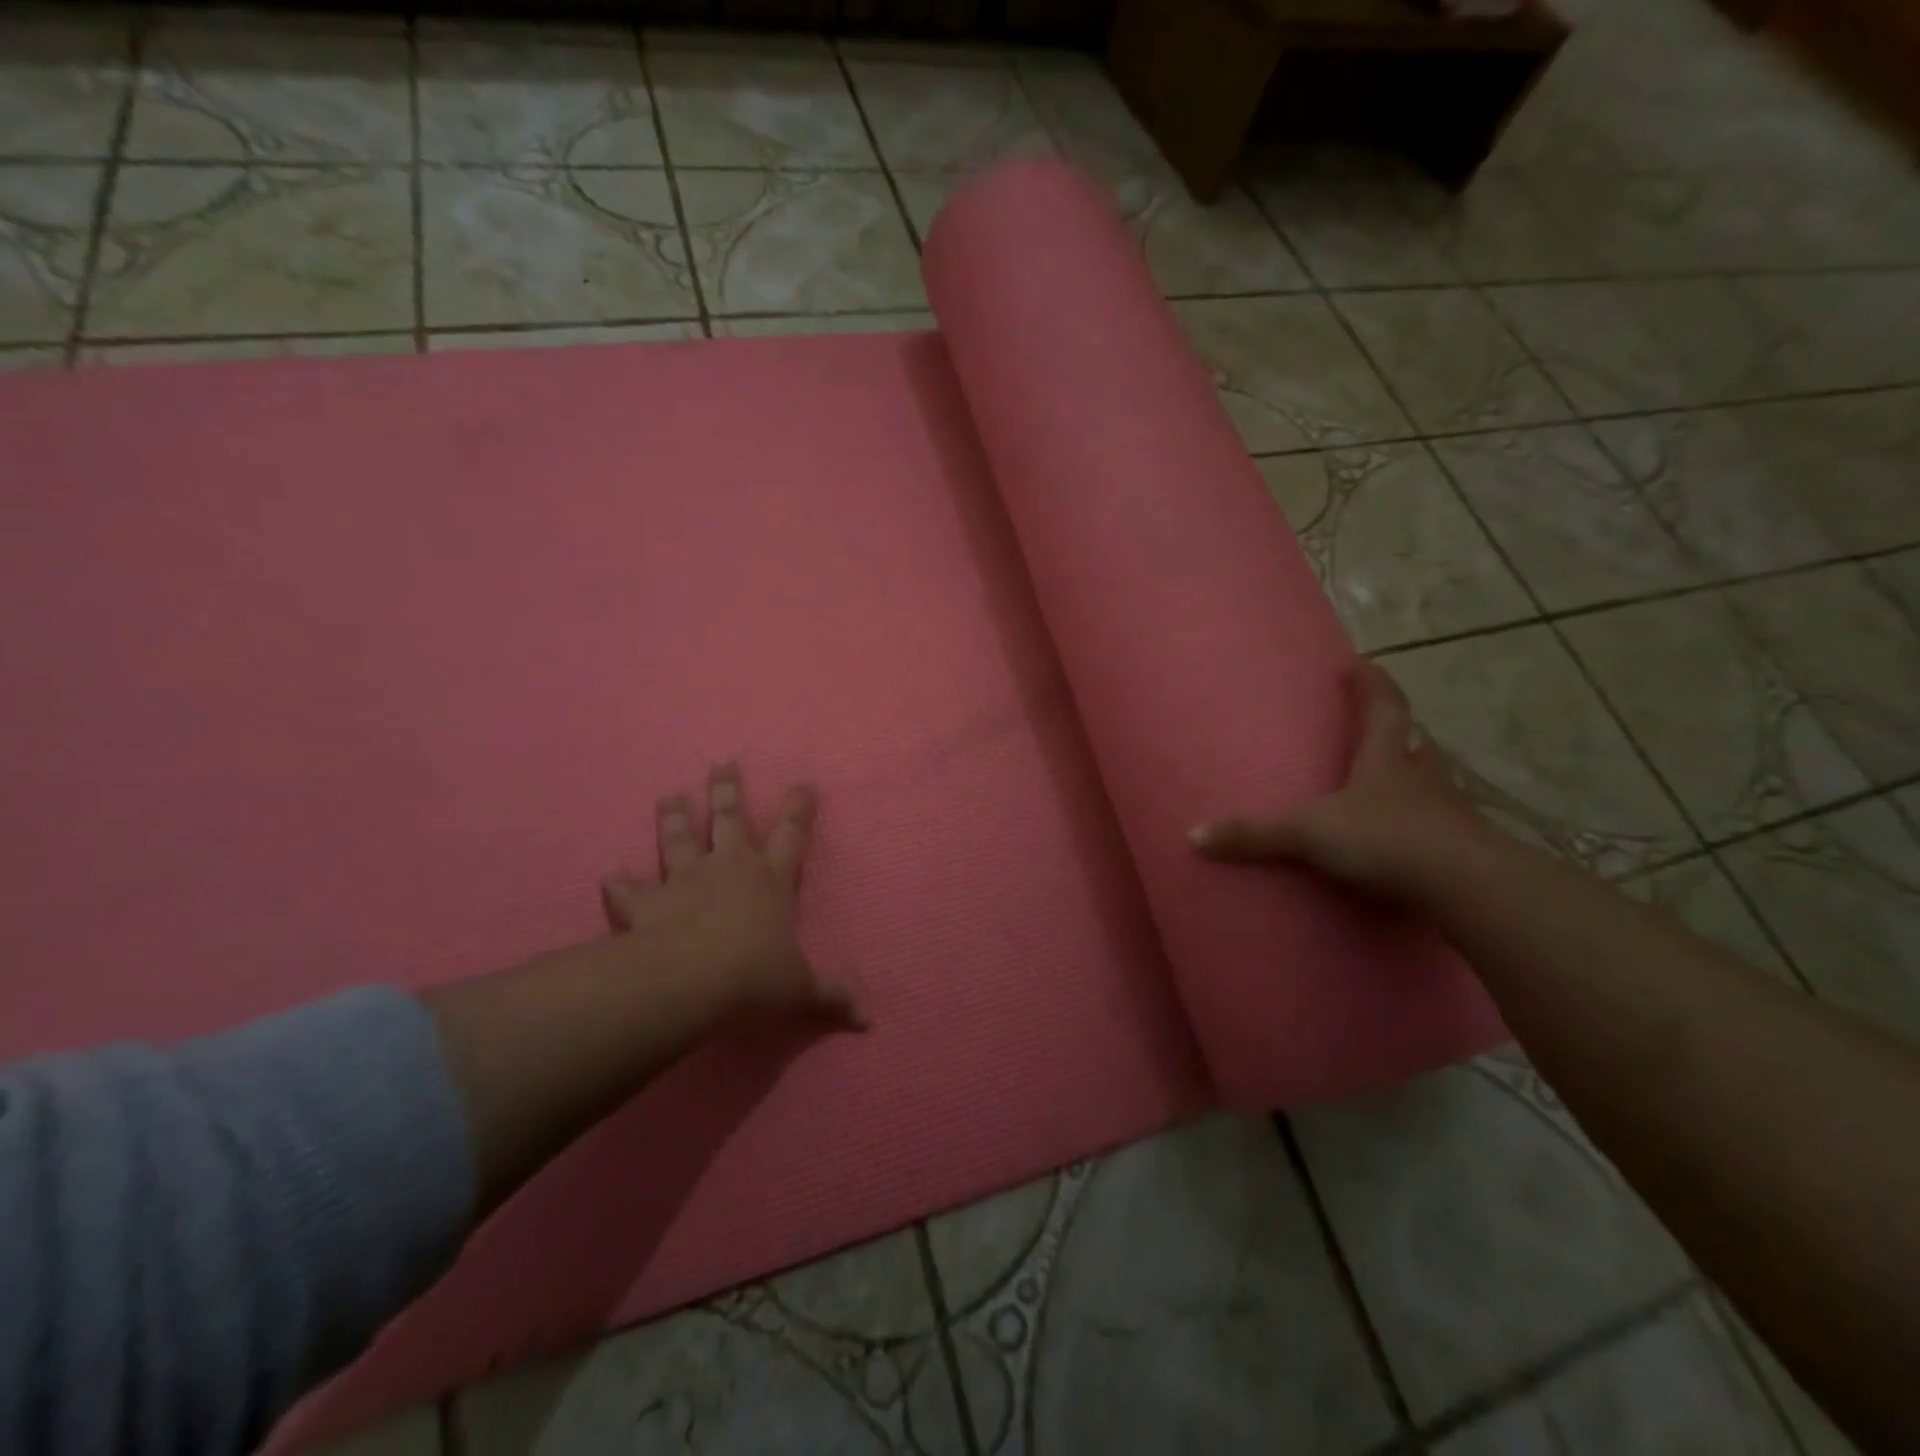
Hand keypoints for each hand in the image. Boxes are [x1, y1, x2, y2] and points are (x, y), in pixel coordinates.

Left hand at [600, 764, 864, 1029]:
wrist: (691, 981)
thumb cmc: (755, 977)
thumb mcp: (801, 990)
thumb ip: (832, 998)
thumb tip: (868, 1019)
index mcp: (770, 880)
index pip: (792, 834)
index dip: (799, 807)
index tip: (803, 783)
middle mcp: (729, 869)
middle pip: (729, 819)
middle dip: (728, 791)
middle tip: (722, 763)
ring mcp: (685, 881)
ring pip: (679, 839)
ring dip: (674, 817)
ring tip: (670, 795)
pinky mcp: (648, 904)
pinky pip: (629, 891)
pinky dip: (618, 884)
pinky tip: (607, 875)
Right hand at [1190, 662, 1484, 900]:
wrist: (1464, 885)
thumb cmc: (1385, 839)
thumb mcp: (1309, 834)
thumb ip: (1255, 835)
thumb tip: (1194, 836)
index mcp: (1385, 758)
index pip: (1382, 707)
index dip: (1372, 683)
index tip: (1362, 663)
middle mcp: (1421, 774)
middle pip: (1412, 738)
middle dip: (1396, 725)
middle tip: (1381, 720)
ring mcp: (1447, 809)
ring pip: (1433, 776)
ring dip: (1417, 768)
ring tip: (1399, 772)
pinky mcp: (1461, 845)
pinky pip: (1442, 820)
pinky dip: (1428, 817)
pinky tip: (1416, 831)